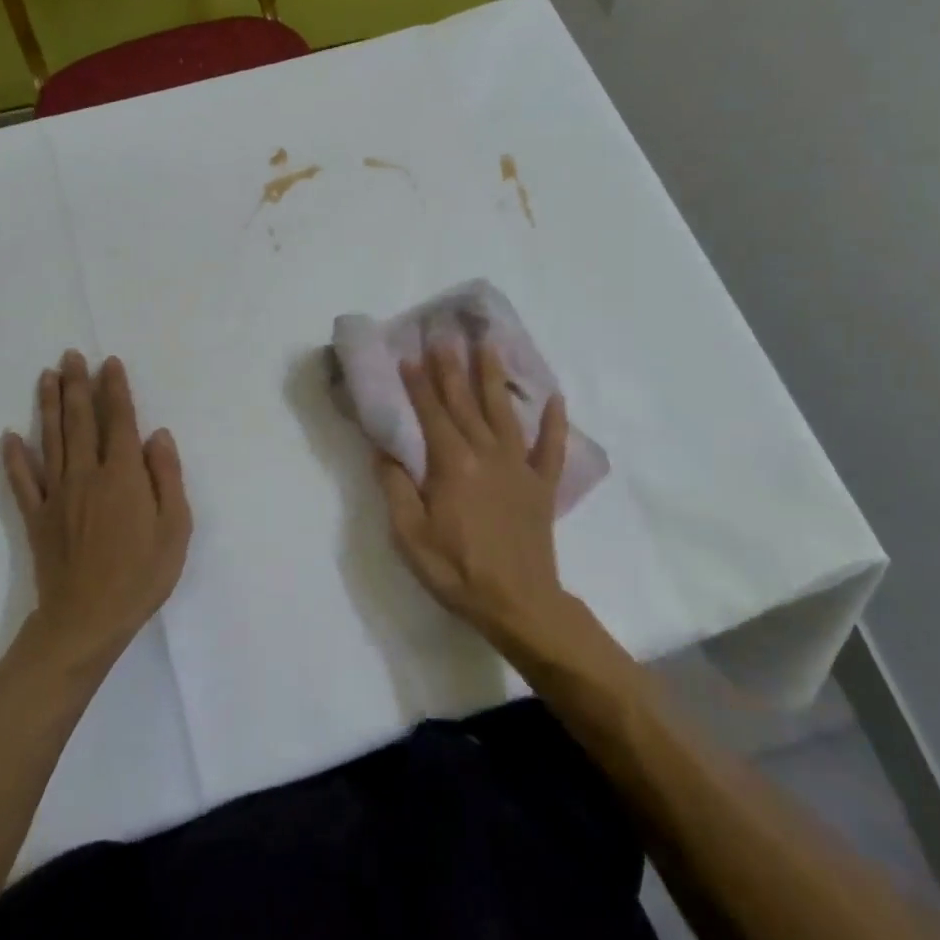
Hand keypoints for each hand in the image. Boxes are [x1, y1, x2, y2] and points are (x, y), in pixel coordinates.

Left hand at [1, 351, 190, 672]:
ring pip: (51, 440)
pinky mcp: (37, 518)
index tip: (110, 363)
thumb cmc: (141, 576)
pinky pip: (23, 481)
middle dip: (77, 385)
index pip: (119, 421)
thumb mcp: (175, 528)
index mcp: (123, 475)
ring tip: (46, 376)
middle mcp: (87, 475)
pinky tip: (9, 437)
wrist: (87, 621)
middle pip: (80, 421)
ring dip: (48, 406)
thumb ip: (167, 477)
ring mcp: (57, 495)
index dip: (115, 390)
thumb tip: (158, 435)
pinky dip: (14, 458)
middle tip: (71, 355)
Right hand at [376, 342, 577, 657]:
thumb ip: (396, 488)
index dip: (419, 384)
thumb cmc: (458, 571)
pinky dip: (555, 423)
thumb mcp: (410, 536)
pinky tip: (556, 399)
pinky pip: (552, 448)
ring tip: (490, 344)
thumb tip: (383, 450)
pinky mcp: (543, 486)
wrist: (520, 605)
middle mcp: (487, 454)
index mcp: (453, 464)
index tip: (410, 354)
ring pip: (505, 412)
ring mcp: (520, 468)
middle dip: (452, 367)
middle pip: (466, 403)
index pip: (432, 414)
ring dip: (495, 377)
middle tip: (445, 335)